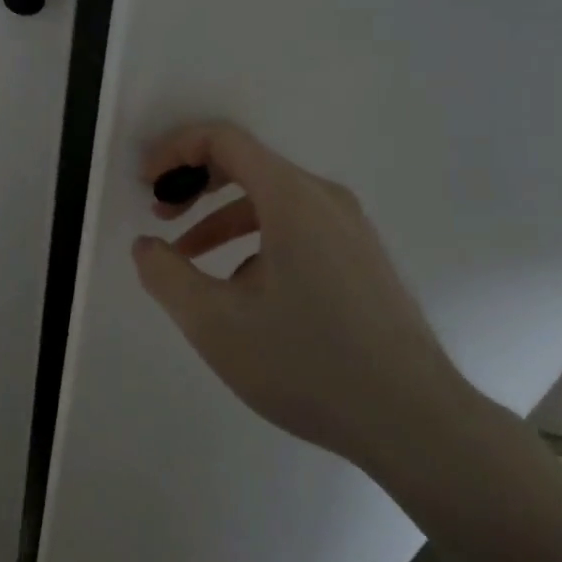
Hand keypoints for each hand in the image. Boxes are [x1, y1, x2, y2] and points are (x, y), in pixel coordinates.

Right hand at [131, 122, 465, 467]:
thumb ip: (165, 275)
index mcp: (292, 198)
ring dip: (222, 217)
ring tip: (189, 257)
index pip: (224, 139)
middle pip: (248, 163)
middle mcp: (325, 199)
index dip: (175, 150)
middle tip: (161, 215)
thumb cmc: (307, 363)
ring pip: (272, 199)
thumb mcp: (215, 323)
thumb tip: (146, 245)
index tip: (147, 184)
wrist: (415, 422)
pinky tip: (243, 290)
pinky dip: (256, 237)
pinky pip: (298, 226)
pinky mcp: (362, 258)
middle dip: (195, 183)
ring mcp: (351, 228)